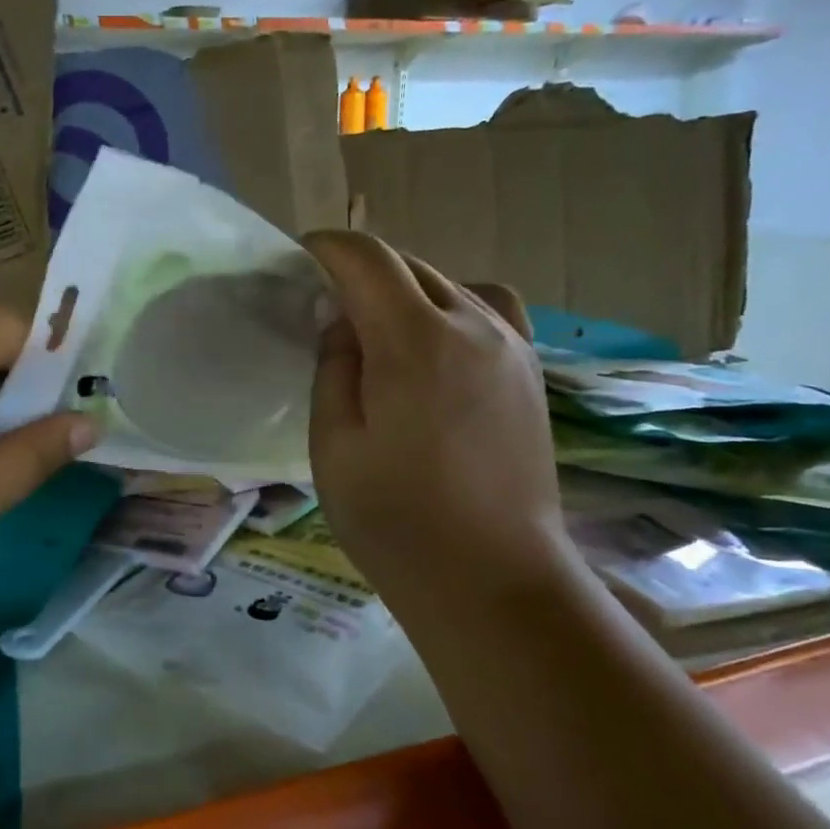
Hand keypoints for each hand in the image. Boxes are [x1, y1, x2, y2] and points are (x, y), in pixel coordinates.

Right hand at [302, 231, 573, 625]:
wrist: (493, 580)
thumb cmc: (396, 520)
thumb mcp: (334, 444)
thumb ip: (334, 367)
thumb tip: (341, 319)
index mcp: (415, 341)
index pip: (367, 259)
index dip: (326, 247)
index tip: (298, 260)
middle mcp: (473, 325)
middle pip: (410, 264)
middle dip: (361, 269)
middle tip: (326, 305)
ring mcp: (512, 346)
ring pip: (450, 283)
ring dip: (406, 287)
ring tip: (379, 327)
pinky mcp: (530, 372)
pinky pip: (487, 310)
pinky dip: (450, 307)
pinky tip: (434, 349)